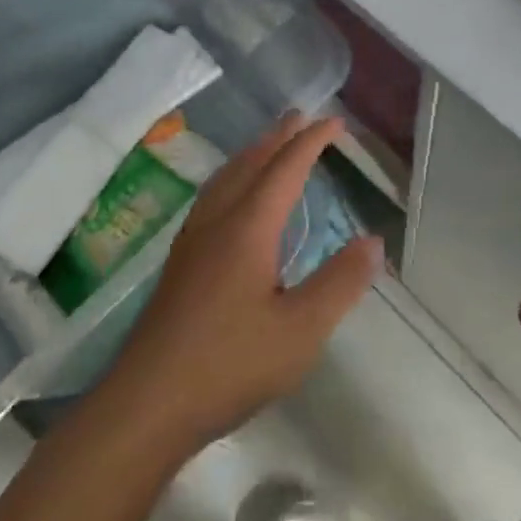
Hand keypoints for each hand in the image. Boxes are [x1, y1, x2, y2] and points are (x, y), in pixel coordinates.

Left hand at [98, 114, 383, 460]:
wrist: (147, 404)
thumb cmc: (230, 365)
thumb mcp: (300, 331)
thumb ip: (339, 283)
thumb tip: (373, 242)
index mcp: (248, 227)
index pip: (285, 169)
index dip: (311, 142)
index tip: (335, 122)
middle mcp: (218, 221)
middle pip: (251, 163)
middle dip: (279, 137)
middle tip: (301, 117)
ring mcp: (193, 240)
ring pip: (226, 178)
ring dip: (253, 154)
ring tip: (269, 144)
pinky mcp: (180, 262)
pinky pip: (212, 196)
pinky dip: (233, 177)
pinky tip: (231, 198)